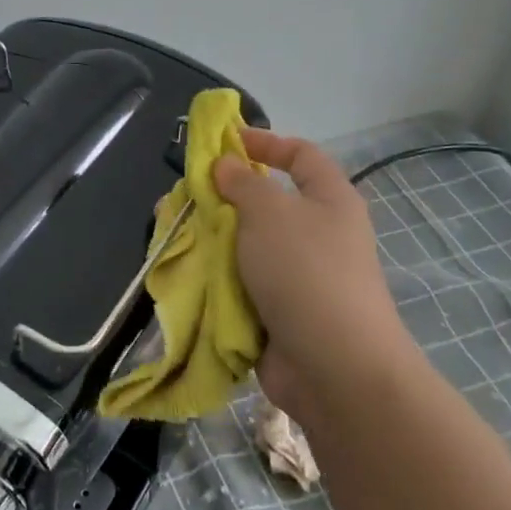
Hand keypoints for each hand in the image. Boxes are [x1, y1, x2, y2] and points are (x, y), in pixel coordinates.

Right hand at [213, 129, 409, 417]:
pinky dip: (218, 278)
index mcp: (329, 200)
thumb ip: (242, 183)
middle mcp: (319, 234)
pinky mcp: (281, 312)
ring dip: (214, 241)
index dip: (265, 142)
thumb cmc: (305, 272)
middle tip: (187, 196)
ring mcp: (300, 276)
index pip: (300, 155)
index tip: (225, 143)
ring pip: (249, 246)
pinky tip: (187, 273)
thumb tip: (226, 165)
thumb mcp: (269, 212)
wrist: (334, 367)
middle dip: (225, 198)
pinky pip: (243, 284)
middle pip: (268, 203)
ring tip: (176, 236)